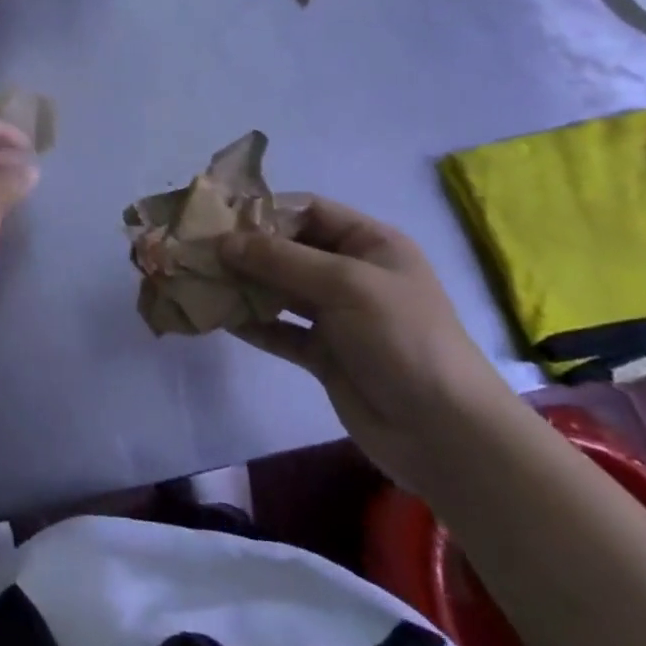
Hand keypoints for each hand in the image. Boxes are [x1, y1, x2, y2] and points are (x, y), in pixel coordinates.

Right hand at [219, 197, 516, 493]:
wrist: (447, 435)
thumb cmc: (403, 338)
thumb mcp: (345, 284)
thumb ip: (281, 260)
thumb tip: (223, 243)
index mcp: (370, 243)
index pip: (308, 211)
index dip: (265, 210)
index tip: (218, 215)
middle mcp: (352, 273)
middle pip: (289, 249)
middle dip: (246, 249)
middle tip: (198, 248)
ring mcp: (338, 316)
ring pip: (280, 289)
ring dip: (244, 285)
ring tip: (199, 279)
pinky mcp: (325, 354)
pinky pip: (281, 329)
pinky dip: (253, 323)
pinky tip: (218, 317)